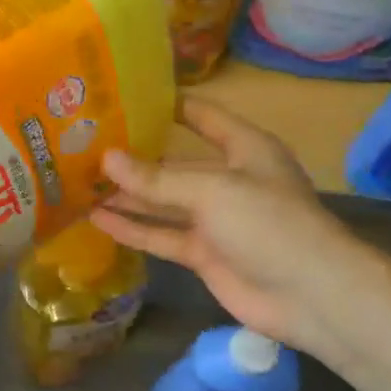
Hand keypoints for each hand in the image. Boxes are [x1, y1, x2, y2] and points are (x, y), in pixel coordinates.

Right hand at [92, 97, 362, 356]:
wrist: (310, 295)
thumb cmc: (268, 222)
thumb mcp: (211, 190)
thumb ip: (157, 179)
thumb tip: (106, 159)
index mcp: (244, 148)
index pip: (202, 116)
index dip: (168, 105)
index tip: (125, 95)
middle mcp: (227, 179)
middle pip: (174, 163)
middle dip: (135, 157)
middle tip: (85, 146)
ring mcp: (214, 219)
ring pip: (163, 202)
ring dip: (127, 195)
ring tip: (81, 183)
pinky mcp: (203, 253)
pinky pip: (162, 236)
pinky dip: (133, 229)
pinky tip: (98, 220)